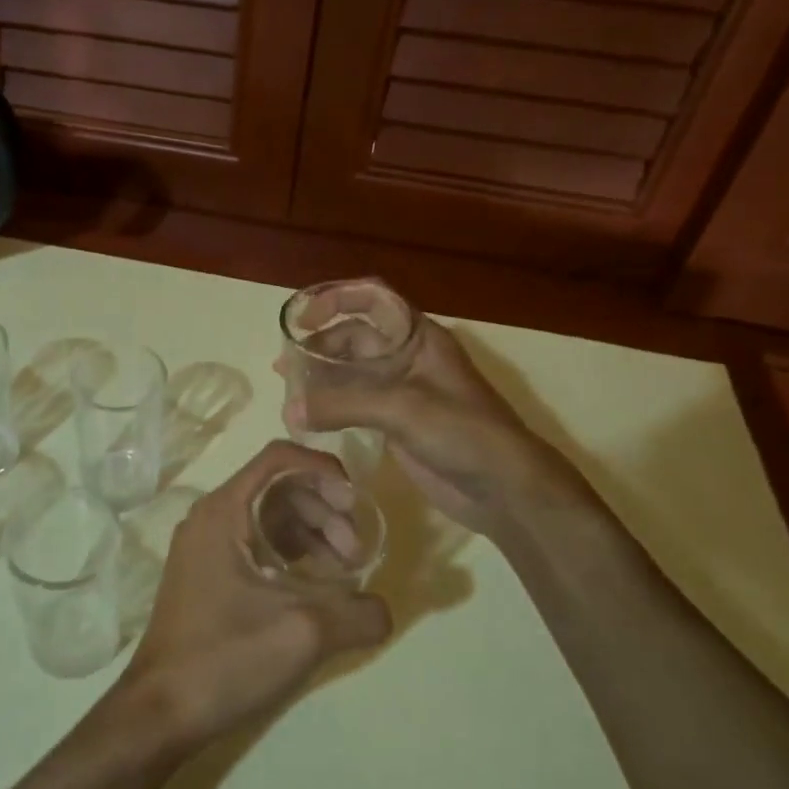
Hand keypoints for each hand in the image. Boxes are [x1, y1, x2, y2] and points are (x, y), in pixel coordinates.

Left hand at [117, 441, 391, 751]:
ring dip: (311, 535)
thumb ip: (358, 612)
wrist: (159, 713)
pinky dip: (291, 556)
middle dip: (324, 510)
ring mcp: (206, 547)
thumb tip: (384, 607)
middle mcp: (210, 518)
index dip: (324, 469)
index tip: (356, 502)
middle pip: (277, 488)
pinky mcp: (208, 576)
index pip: (278, 458)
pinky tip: (316, 589)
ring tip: (344, 574)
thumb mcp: (303, 633)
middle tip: (356, 553)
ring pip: (268, 518)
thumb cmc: (225, 658)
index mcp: (222, 510)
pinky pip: (257, 545)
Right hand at [284, 282, 594, 537]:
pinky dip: (332, 407)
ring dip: (321, 379)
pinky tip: (309, 419)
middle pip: (355, 339)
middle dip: (319, 347)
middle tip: (284, 368)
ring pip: (353, 374)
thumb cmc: (462, 432)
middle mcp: (407, 358)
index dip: (336, 300)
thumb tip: (290, 411)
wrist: (504, 488)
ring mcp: (402, 392)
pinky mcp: (397, 424)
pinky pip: (356, 405)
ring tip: (289, 394)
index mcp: (418, 338)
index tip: (303, 318)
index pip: (373, 300)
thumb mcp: (402, 408)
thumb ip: (343, 405)